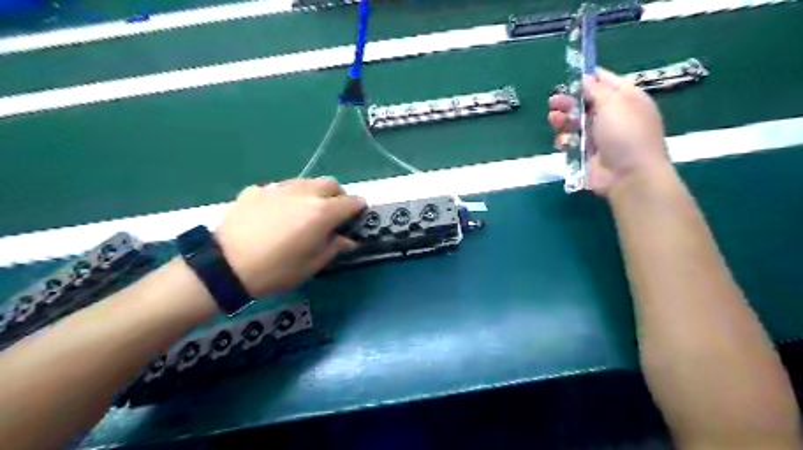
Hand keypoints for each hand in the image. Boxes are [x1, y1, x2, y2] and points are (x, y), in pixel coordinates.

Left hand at [212, 177, 363, 296]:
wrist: (224, 266)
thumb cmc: (276, 270)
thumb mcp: (312, 264)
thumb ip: (335, 247)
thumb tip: (348, 240)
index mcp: (322, 212)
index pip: (352, 202)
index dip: (358, 210)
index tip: (357, 218)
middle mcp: (304, 193)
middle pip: (330, 184)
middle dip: (338, 196)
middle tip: (333, 214)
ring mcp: (278, 188)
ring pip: (306, 182)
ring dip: (314, 193)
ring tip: (305, 212)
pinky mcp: (257, 190)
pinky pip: (280, 189)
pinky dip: (287, 198)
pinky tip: (276, 215)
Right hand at [550, 66, 672, 196]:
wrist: (628, 175)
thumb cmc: (625, 133)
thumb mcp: (613, 103)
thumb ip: (597, 89)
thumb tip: (586, 78)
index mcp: (626, 99)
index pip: (605, 82)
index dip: (588, 78)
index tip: (569, 76)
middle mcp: (612, 116)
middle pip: (585, 103)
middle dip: (568, 101)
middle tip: (553, 102)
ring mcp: (599, 136)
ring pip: (575, 123)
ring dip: (562, 119)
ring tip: (553, 119)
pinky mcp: (587, 153)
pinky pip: (571, 142)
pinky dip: (564, 140)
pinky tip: (561, 141)